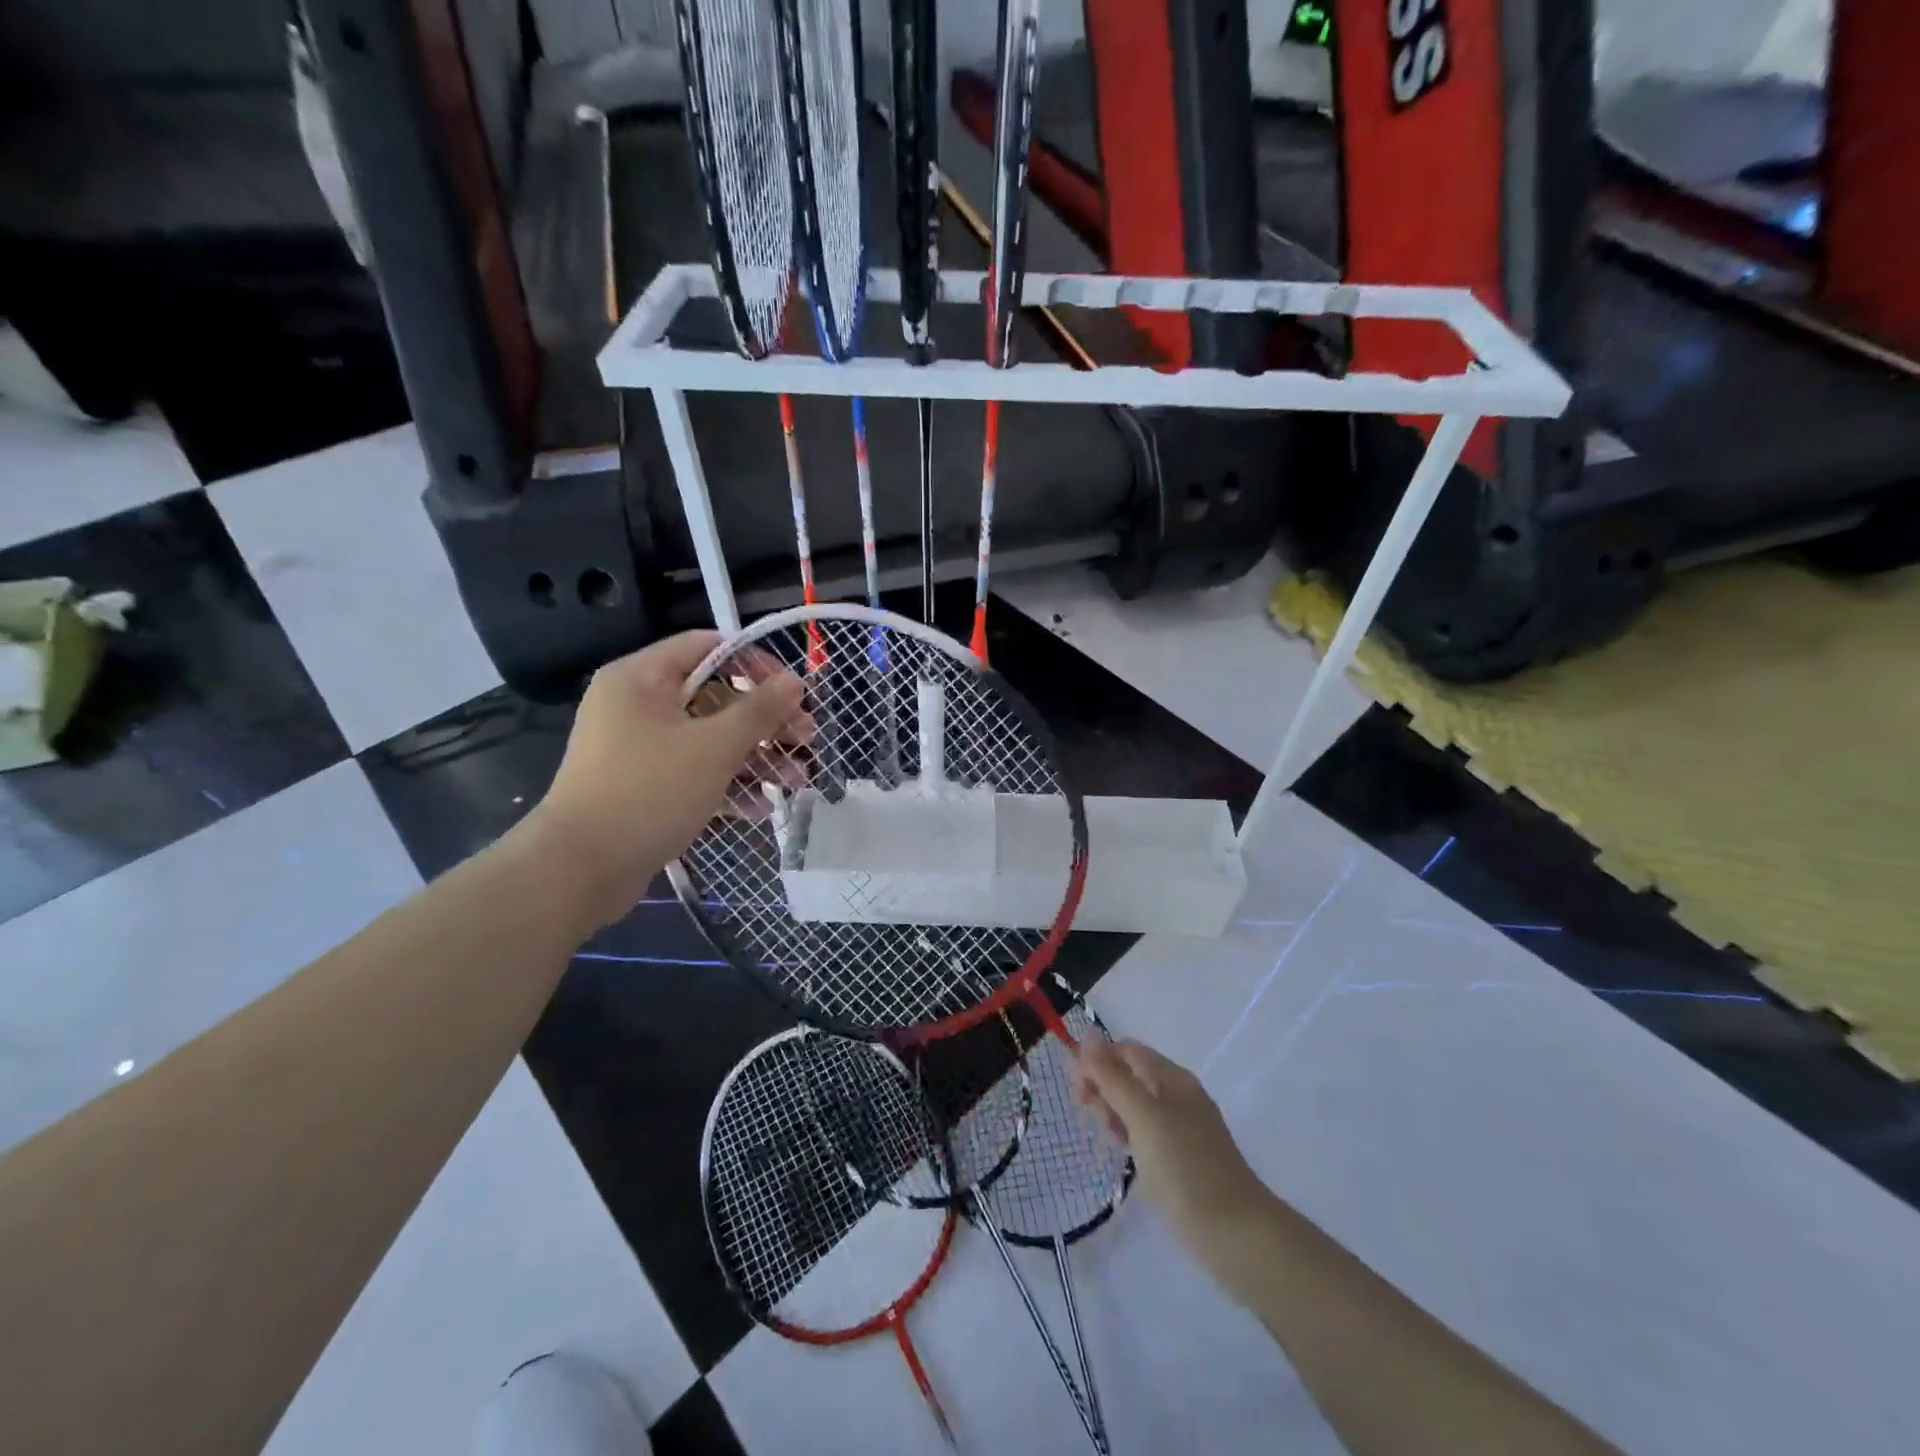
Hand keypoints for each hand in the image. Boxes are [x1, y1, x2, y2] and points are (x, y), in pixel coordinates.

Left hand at [522, 630, 806, 929]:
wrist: (579, 869)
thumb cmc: (648, 792)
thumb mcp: (713, 747)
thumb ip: (758, 710)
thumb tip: (795, 680)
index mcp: (642, 678)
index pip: (708, 646)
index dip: (756, 663)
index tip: (794, 692)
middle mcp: (637, 704)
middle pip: (715, 696)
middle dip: (766, 722)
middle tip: (807, 741)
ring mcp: (638, 747)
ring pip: (709, 738)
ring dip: (755, 757)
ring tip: (795, 784)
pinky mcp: (642, 784)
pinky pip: (693, 770)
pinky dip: (726, 784)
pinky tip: (758, 809)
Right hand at [1074, 1039, 1270, 1264]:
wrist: (1237, 1235)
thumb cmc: (1186, 1169)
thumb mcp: (1143, 1116)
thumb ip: (1112, 1076)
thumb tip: (1086, 1035)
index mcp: (1172, 1078)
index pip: (1126, 1050)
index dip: (1096, 1060)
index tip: (1076, 1091)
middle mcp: (1178, 1095)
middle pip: (1130, 1075)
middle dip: (1103, 1086)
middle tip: (1088, 1115)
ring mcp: (1183, 1128)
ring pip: (1137, 1105)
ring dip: (1113, 1111)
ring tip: (1107, 1138)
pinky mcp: (1183, 1158)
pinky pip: (1147, 1133)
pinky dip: (1129, 1135)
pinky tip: (1124, 1155)